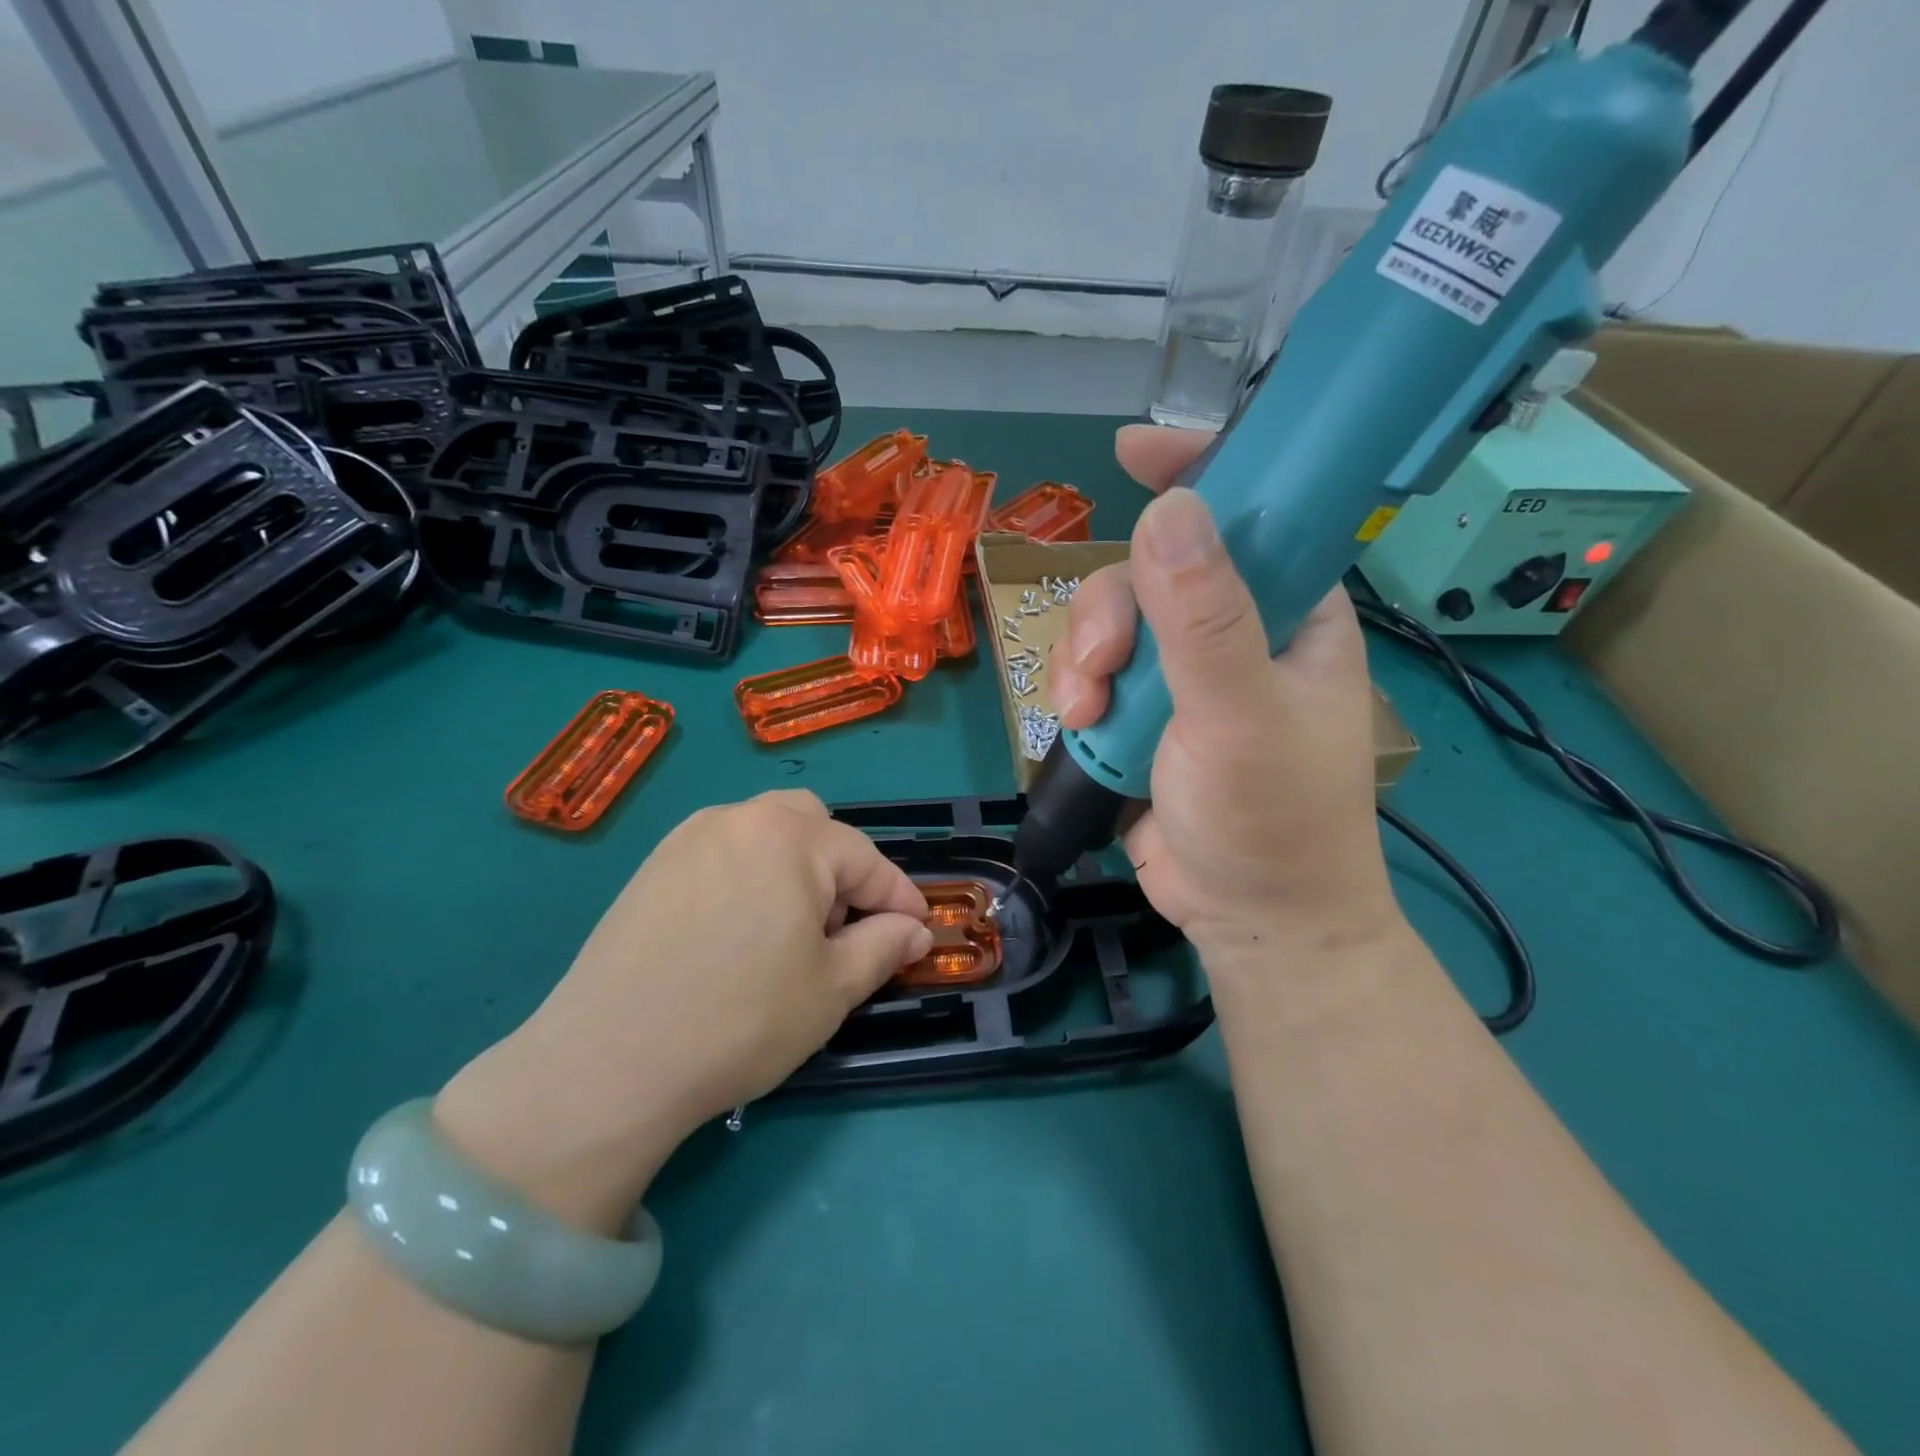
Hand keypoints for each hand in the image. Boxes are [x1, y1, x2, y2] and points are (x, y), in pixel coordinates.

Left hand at [435, 791, 931, 1230]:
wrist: (608, 1062)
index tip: (919, 930)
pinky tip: (737, 934)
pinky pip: (721, 853)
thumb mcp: (832, 989)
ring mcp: (687, 839)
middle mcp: (738, 819)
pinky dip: (749, 876)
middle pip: (811, 825)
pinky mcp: (652, 868)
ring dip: (794, 869)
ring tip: (788, 933)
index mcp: (790, 837)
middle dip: (841, 869)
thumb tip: (915, 930)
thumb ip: (884, 946)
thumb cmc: (741, 1020)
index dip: (898, 897)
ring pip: (763, 834)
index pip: (865, 858)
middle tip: (839, 928)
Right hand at [1049, 424, 1399, 962]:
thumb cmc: (1273, 819)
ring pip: (1108, 620)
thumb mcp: (1241, 716)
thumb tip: (1169, 511)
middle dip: (1110, 611)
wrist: (1248, 917)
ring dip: (1082, 658)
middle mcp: (1233, 627)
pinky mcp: (1140, 711)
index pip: (1252, 510)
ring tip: (1087, 715)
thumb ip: (1205, 620)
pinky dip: (1074, 690)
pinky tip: (1079, 726)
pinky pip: (1090, 668)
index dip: (1199, 472)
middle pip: (1151, 569)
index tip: (1134, 453)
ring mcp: (1181, 671)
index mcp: (1289, 609)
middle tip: (1103, 669)